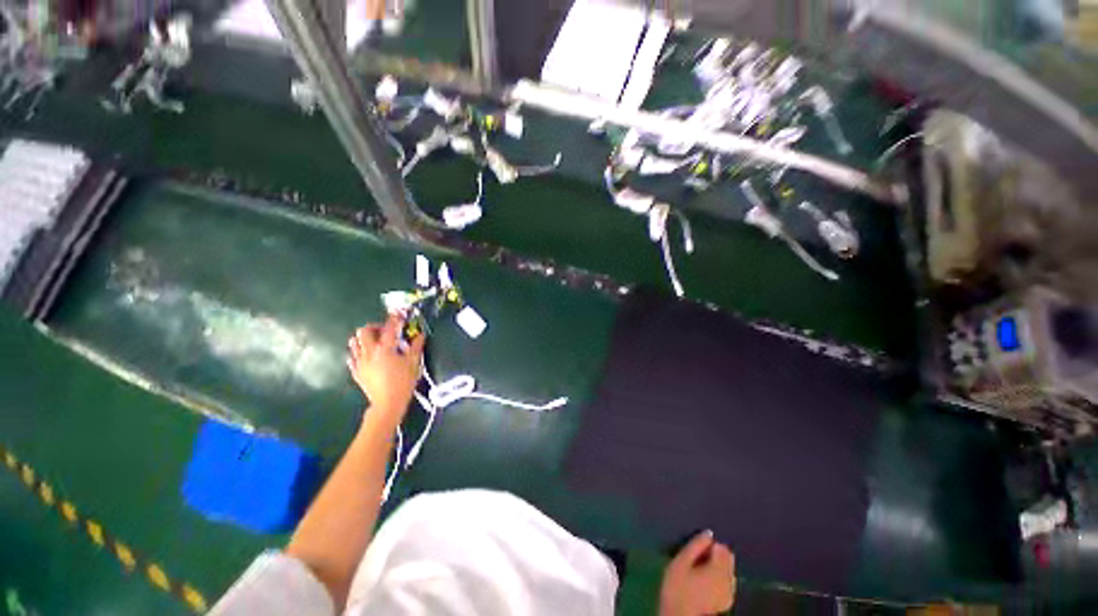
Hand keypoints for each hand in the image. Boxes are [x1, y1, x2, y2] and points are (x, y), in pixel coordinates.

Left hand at [346, 315, 425, 425]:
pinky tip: (367, 356)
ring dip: (364, 338)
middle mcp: (369, 352)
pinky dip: (358, 352)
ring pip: (354, 342)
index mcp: (385, 348)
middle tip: (384, 331)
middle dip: (374, 327)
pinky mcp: (356, 371)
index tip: (398, 313)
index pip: (389, 328)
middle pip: (364, 331)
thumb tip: (420, 335)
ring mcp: (360, 362)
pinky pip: (352, 356)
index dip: (394, 318)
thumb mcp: (413, 363)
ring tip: (375, 342)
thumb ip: (415, 347)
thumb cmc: (403, 382)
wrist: (387, 403)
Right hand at [660, 531, 735, 615]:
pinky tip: (705, 582)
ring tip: (699, 570)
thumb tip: (708, 533)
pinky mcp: (726, 602)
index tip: (697, 549)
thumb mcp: (681, 561)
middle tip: (697, 559)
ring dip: (717, 566)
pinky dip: (718, 577)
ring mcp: (729, 593)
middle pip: (728, 559)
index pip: (722, 548)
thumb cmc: (678, 588)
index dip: (710, 545)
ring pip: (728, 570)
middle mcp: (729, 580)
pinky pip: (726, 582)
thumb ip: (695, 545)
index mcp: (718, 569)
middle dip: (715, 555)